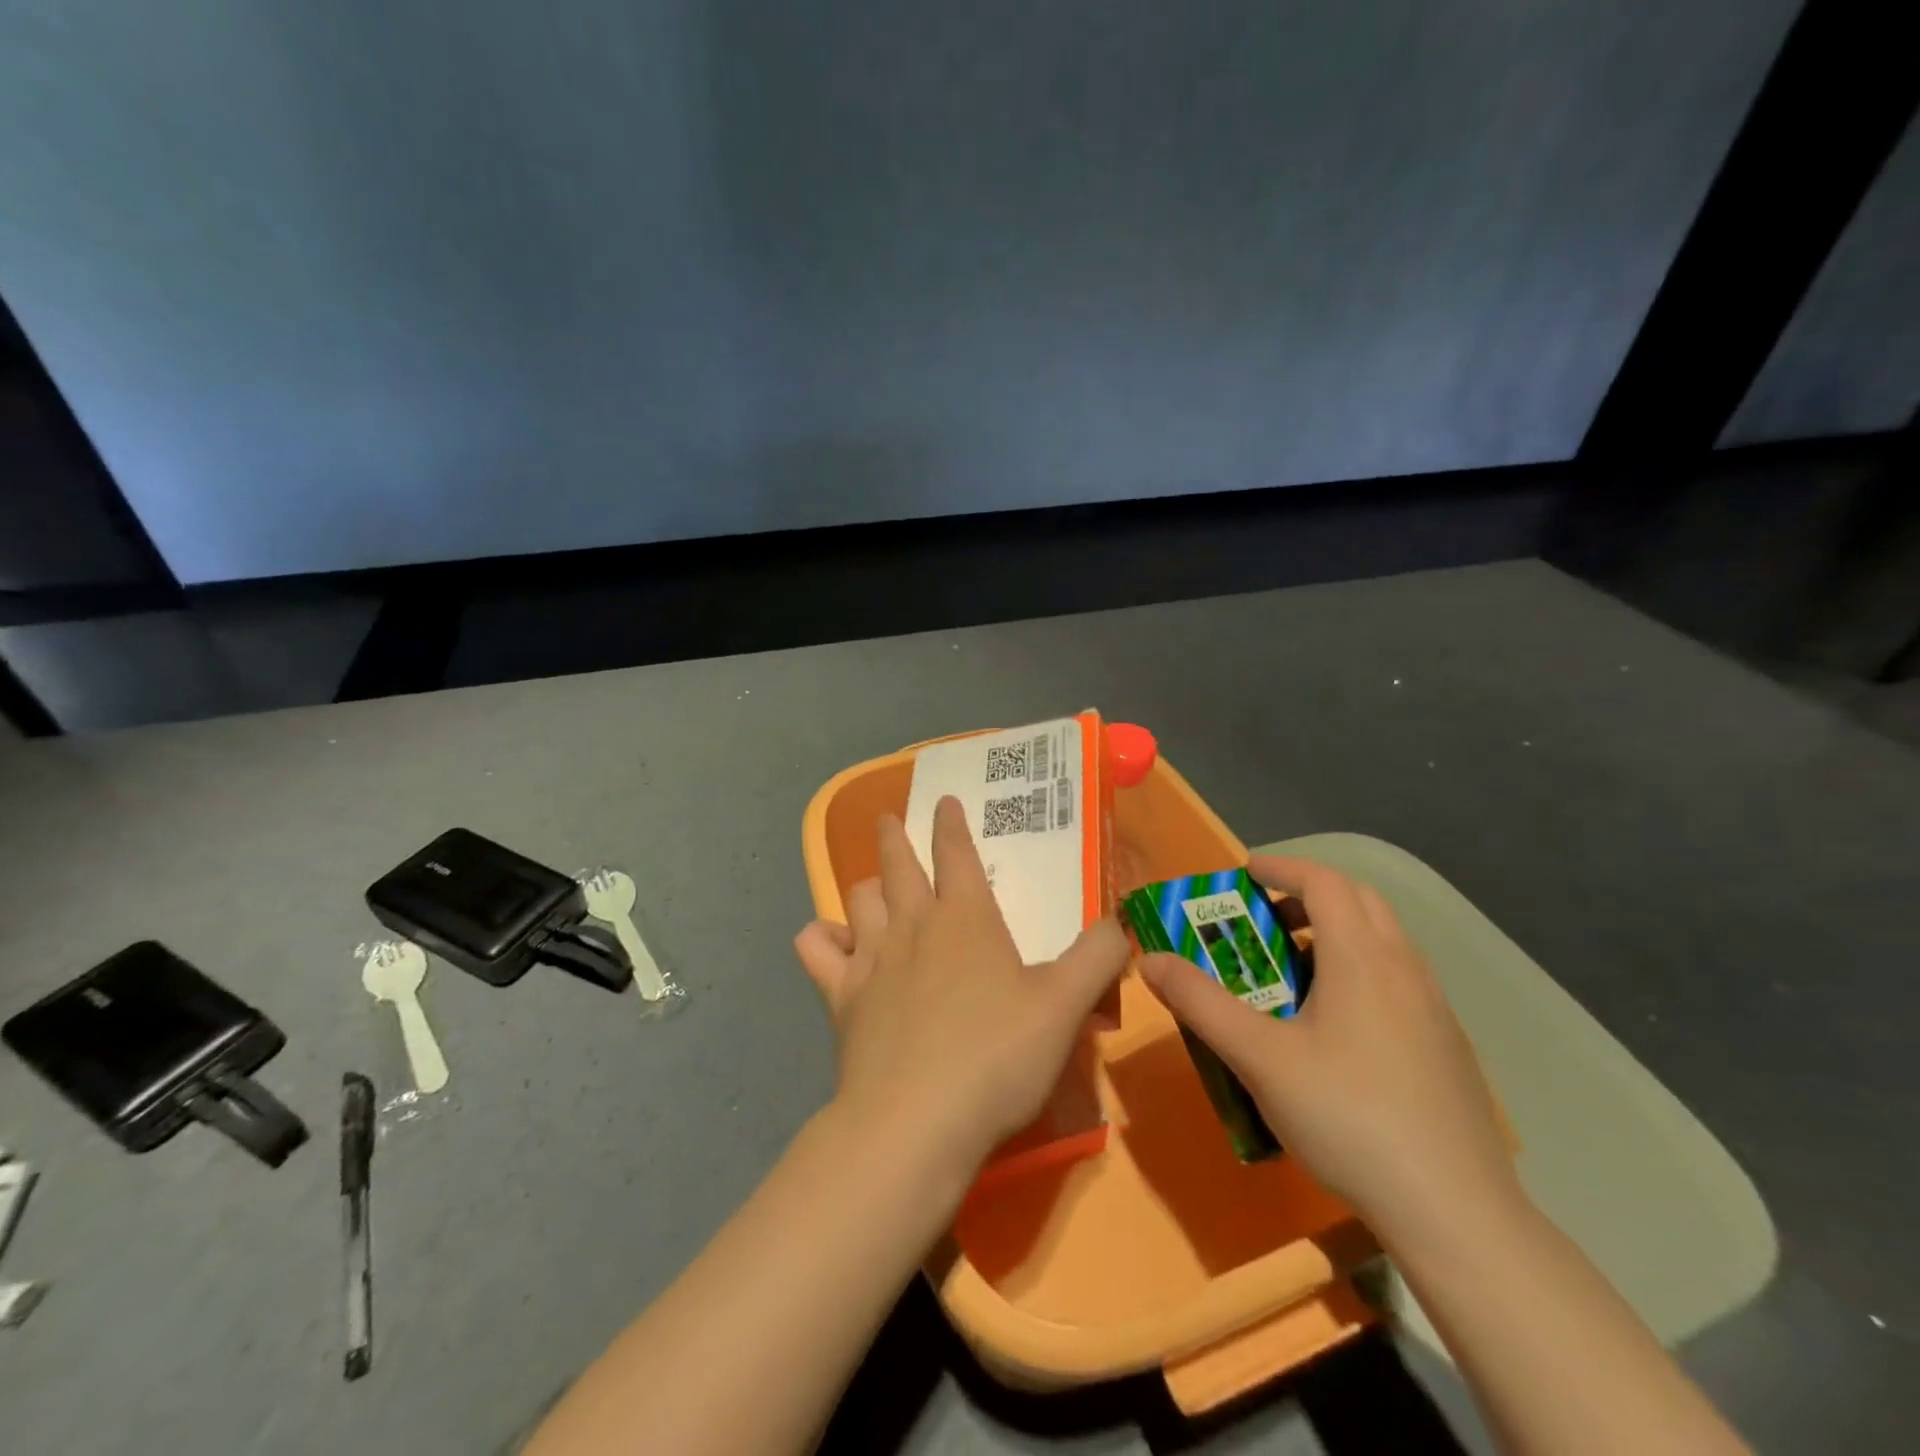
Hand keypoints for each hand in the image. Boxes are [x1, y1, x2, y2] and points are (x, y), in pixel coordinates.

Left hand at [794, 797, 1130, 1177]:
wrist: (916, 1122)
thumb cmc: (997, 1057)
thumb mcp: (1066, 1006)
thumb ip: (1098, 957)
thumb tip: (1120, 923)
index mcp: (966, 918)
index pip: (955, 852)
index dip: (950, 824)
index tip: (943, 802)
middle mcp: (913, 925)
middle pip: (898, 864)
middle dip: (894, 836)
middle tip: (889, 820)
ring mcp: (871, 959)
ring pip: (859, 899)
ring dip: (866, 885)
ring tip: (872, 885)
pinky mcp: (839, 998)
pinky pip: (816, 950)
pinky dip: (822, 938)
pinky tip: (832, 943)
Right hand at [1138, 855, 1518, 1244]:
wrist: (1456, 1213)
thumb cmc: (1348, 1117)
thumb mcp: (1259, 1058)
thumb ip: (1200, 1003)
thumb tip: (1150, 961)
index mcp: (1363, 958)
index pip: (1324, 882)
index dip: (1282, 868)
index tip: (1244, 873)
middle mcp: (1405, 969)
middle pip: (1360, 901)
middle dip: (1308, 895)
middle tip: (1264, 919)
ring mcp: (1434, 1009)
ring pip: (1384, 941)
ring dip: (1336, 933)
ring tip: (1293, 971)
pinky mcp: (1447, 1047)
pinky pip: (1399, 980)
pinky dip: (1360, 970)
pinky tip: (1336, 1028)